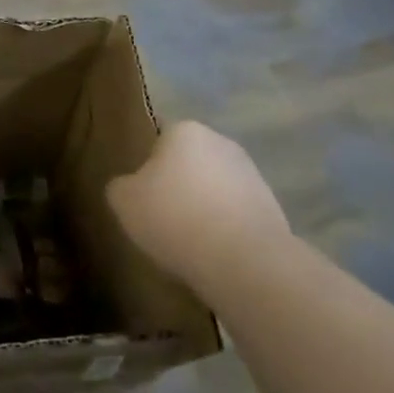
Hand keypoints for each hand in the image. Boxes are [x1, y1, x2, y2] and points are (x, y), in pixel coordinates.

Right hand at [108, 122, 287, 285]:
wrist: (244, 262)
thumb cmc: (174, 217)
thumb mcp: (123, 201)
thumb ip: (121, 186)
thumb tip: (130, 187)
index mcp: (185, 130)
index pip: (160, 137)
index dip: (148, 165)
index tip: (143, 193)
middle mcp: (221, 142)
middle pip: (190, 161)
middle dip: (178, 183)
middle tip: (162, 216)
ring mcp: (252, 174)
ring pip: (215, 187)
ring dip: (204, 206)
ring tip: (190, 241)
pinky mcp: (272, 208)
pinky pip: (236, 214)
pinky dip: (226, 228)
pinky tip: (215, 253)